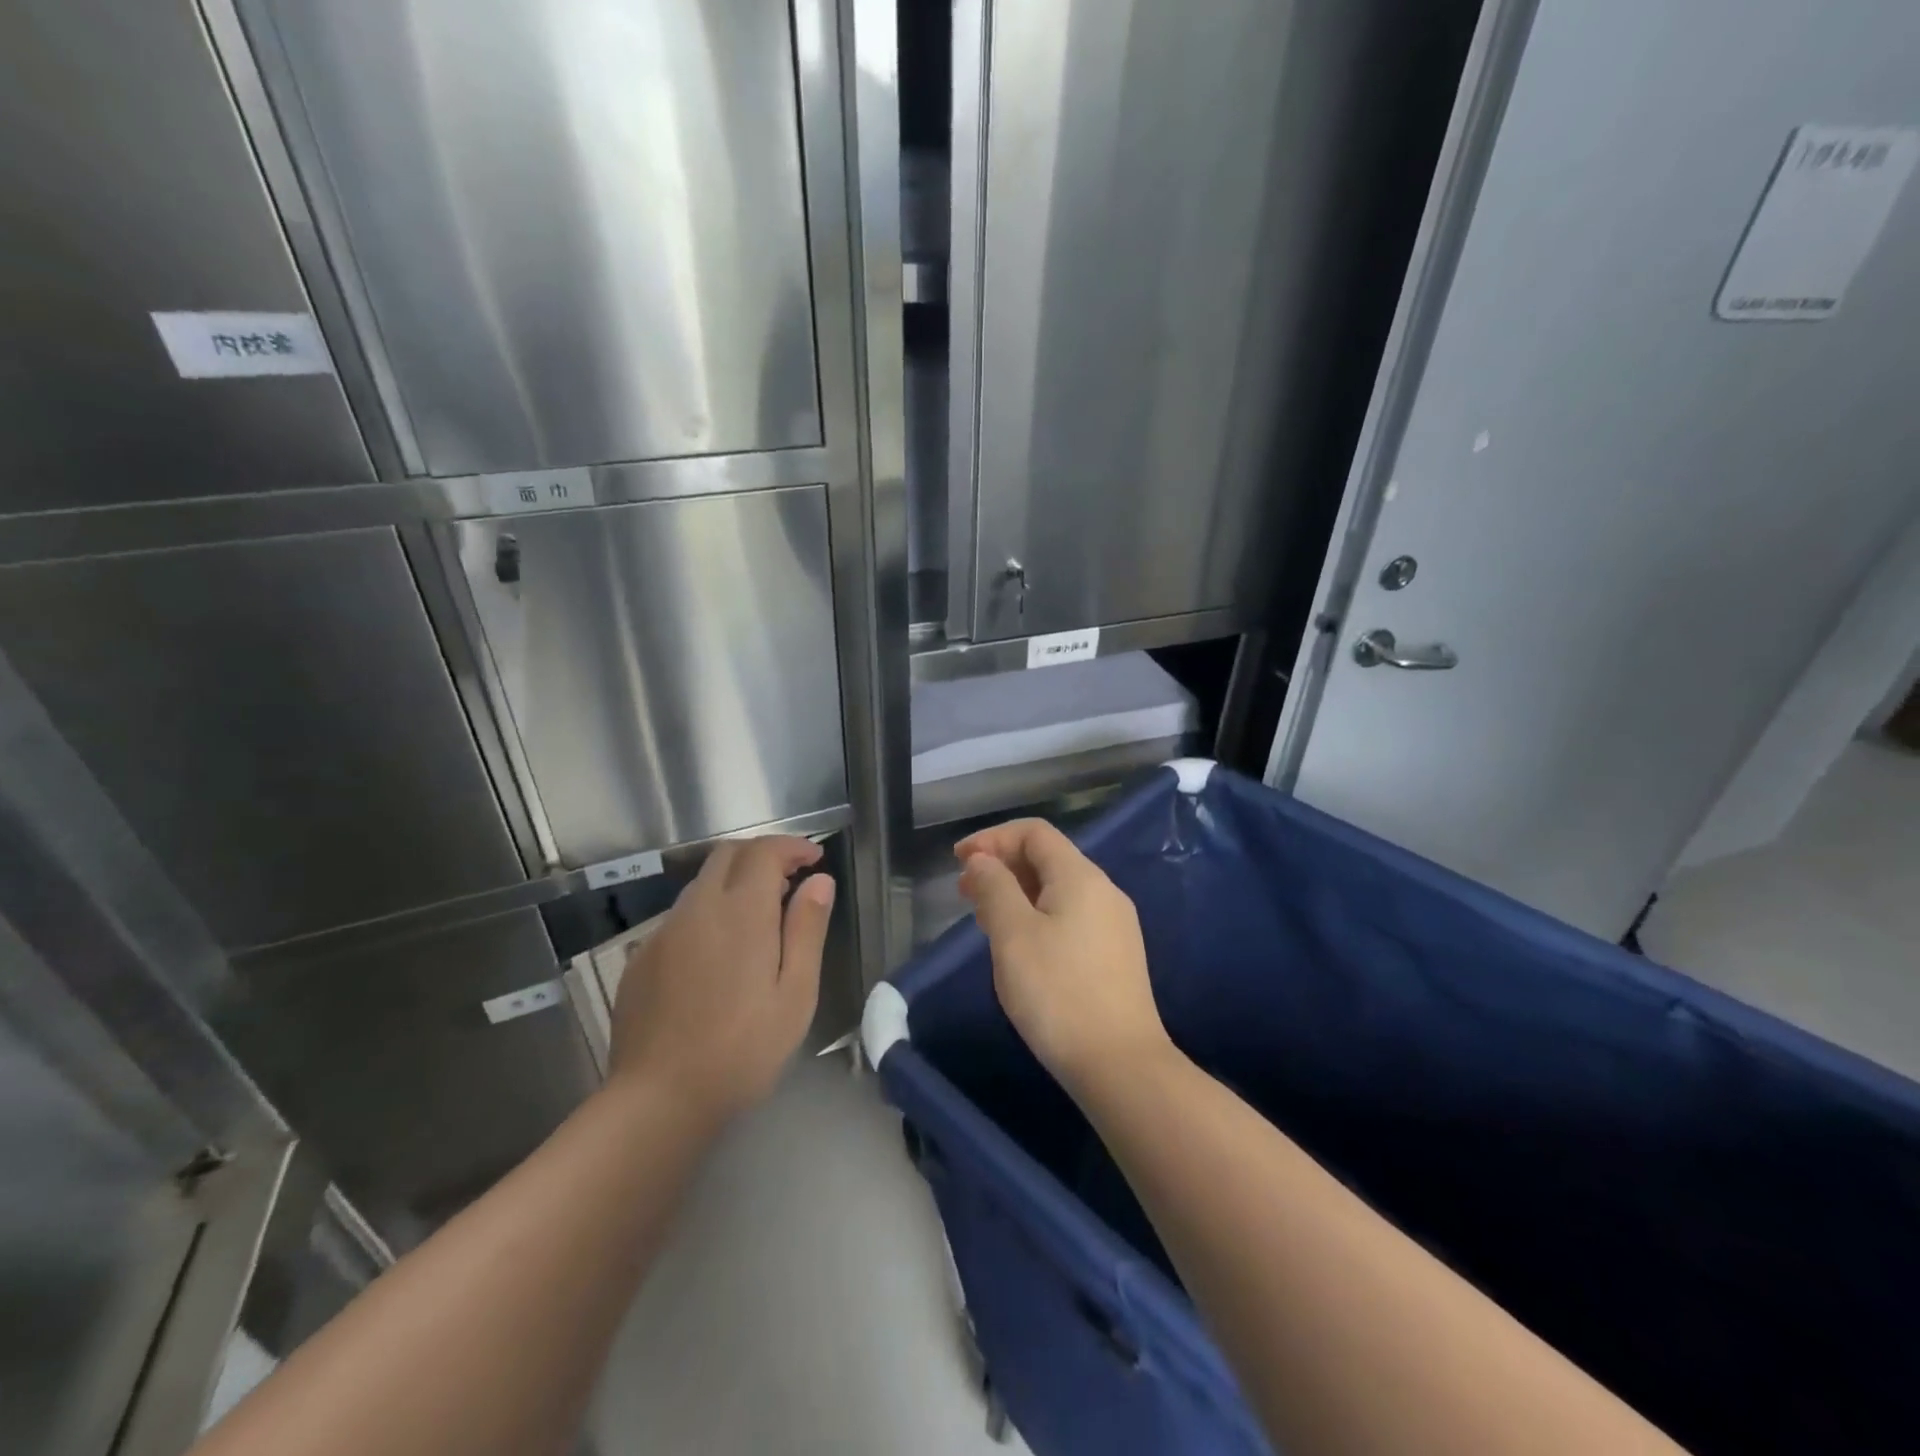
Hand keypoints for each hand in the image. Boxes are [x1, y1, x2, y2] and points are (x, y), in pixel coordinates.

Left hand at [608, 836, 834, 1125]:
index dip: (792, 846)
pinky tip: (719, 953)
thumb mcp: (795, 993)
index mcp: (740, 912)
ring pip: (702, 884)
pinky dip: (709, 912)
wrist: (658, 1100)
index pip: (764, 852)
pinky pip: (681, 916)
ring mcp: (663, 932)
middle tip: (791, 878)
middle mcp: (697, 908)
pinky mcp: (641, 958)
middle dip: (762, 854)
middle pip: (728, 854)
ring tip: (760, 916)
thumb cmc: (743, 1049)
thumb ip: (807, 929)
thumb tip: (820, 881)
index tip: (815, 858)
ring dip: (735, 882)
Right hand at [956, 819, 1171, 1093]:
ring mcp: (1114, 924)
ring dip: (1018, 892)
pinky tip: (1018, 943)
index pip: (1034, 833)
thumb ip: (994, 887)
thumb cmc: (1057, 992)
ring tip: (984, 917)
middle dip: (1002, 865)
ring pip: (1058, 890)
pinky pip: (1070, 916)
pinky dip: (1037, 914)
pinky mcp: (1115, 954)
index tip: (958, 861)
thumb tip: (982, 860)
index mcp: (1081, 876)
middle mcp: (1104, 891)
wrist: (1119, 1064)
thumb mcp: (1013, 935)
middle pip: (1048, 858)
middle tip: (964, 891)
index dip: (992, 838)